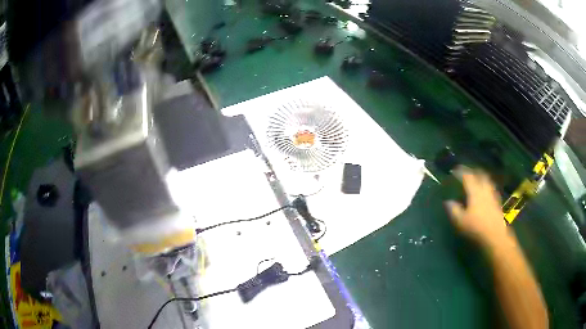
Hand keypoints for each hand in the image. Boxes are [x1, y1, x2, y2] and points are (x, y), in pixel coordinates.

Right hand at [445, 167, 509, 245]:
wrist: (495, 236)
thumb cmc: (476, 228)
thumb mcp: (461, 221)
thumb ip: (454, 210)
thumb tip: (448, 202)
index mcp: (475, 192)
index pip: (467, 176)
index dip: (461, 171)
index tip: (455, 169)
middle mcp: (485, 190)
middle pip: (480, 174)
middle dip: (473, 171)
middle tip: (467, 172)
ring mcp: (493, 195)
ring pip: (488, 181)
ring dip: (482, 177)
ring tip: (477, 180)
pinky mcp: (497, 203)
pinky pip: (492, 189)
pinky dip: (487, 187)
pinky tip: (485, 193)